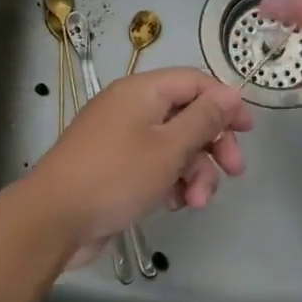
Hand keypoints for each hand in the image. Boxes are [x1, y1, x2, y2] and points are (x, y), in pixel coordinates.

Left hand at [27, 67, 253, 252]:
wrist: (54, 220)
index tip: (247, 131)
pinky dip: (169, 182)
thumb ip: (204, 119)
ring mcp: (121, 139)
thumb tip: (232, 91)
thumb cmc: (116, 176)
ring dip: (193, 172)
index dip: (225, 103)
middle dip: (213, 145)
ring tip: (195, 202)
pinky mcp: (116, 167)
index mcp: (142, 92)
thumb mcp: (169, 147)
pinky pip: (154, 165)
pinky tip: (173, 205)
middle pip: (187, 116)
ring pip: (174, 146)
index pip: (195, 82)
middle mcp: (131, 108)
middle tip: (233, 172)